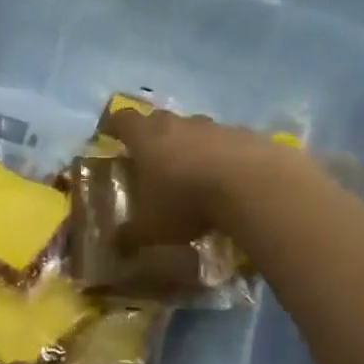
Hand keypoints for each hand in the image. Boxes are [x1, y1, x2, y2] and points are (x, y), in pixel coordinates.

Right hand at [102, 108, 290, 247]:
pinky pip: (226, 141)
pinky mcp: (244, 134)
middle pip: (158, 119)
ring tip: (193, 171)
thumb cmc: (187, 201)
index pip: (122, 119)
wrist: (252, 185)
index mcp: (146, 138)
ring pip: (194, 129)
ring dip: (190, 145)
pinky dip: (222, 155)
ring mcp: (213, 126)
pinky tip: (227, 178)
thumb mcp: (152, 228)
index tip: (111, 136)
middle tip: (152, 159)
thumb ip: (131, 235)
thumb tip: (115, 244)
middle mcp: (177, 124)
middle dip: (153, 136)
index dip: (114, 126)